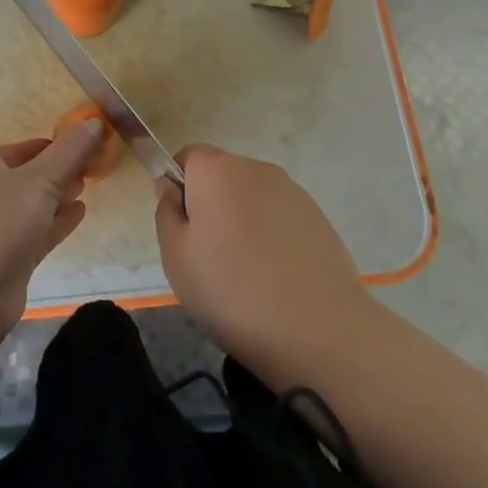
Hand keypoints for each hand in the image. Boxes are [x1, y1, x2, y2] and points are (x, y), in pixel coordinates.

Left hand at [0, 120, 103, 343]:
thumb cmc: (0, 223)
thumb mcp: (39, 179)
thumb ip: (70, 151)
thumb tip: (94, 121)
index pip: (30, 147)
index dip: (60, 145)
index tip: (91, 145)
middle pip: (32, 174)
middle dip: (62, 170)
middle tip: (95, 166)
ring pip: (35, 204)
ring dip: (60, 195)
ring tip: (88, 186)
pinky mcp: (7, 257)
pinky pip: (37, 231)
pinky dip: (58, 221)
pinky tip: (80, 213)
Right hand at [155, 144, 378, 388]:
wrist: (320, 331)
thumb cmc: (234, 292)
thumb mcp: (177, 258)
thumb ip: (166, 212)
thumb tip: (171, 186)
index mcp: (218, 170)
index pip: (188, 156)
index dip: (179, 187)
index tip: (184, 229)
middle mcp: (257, 168)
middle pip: (222, 175)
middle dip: (211, 205)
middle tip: (209, 258)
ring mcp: (293, 191)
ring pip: (252, 197)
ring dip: (243, 221)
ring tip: (246, 275)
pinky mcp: (318, 217)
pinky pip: (280, 217)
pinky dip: (272, 237)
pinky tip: (276, 279)